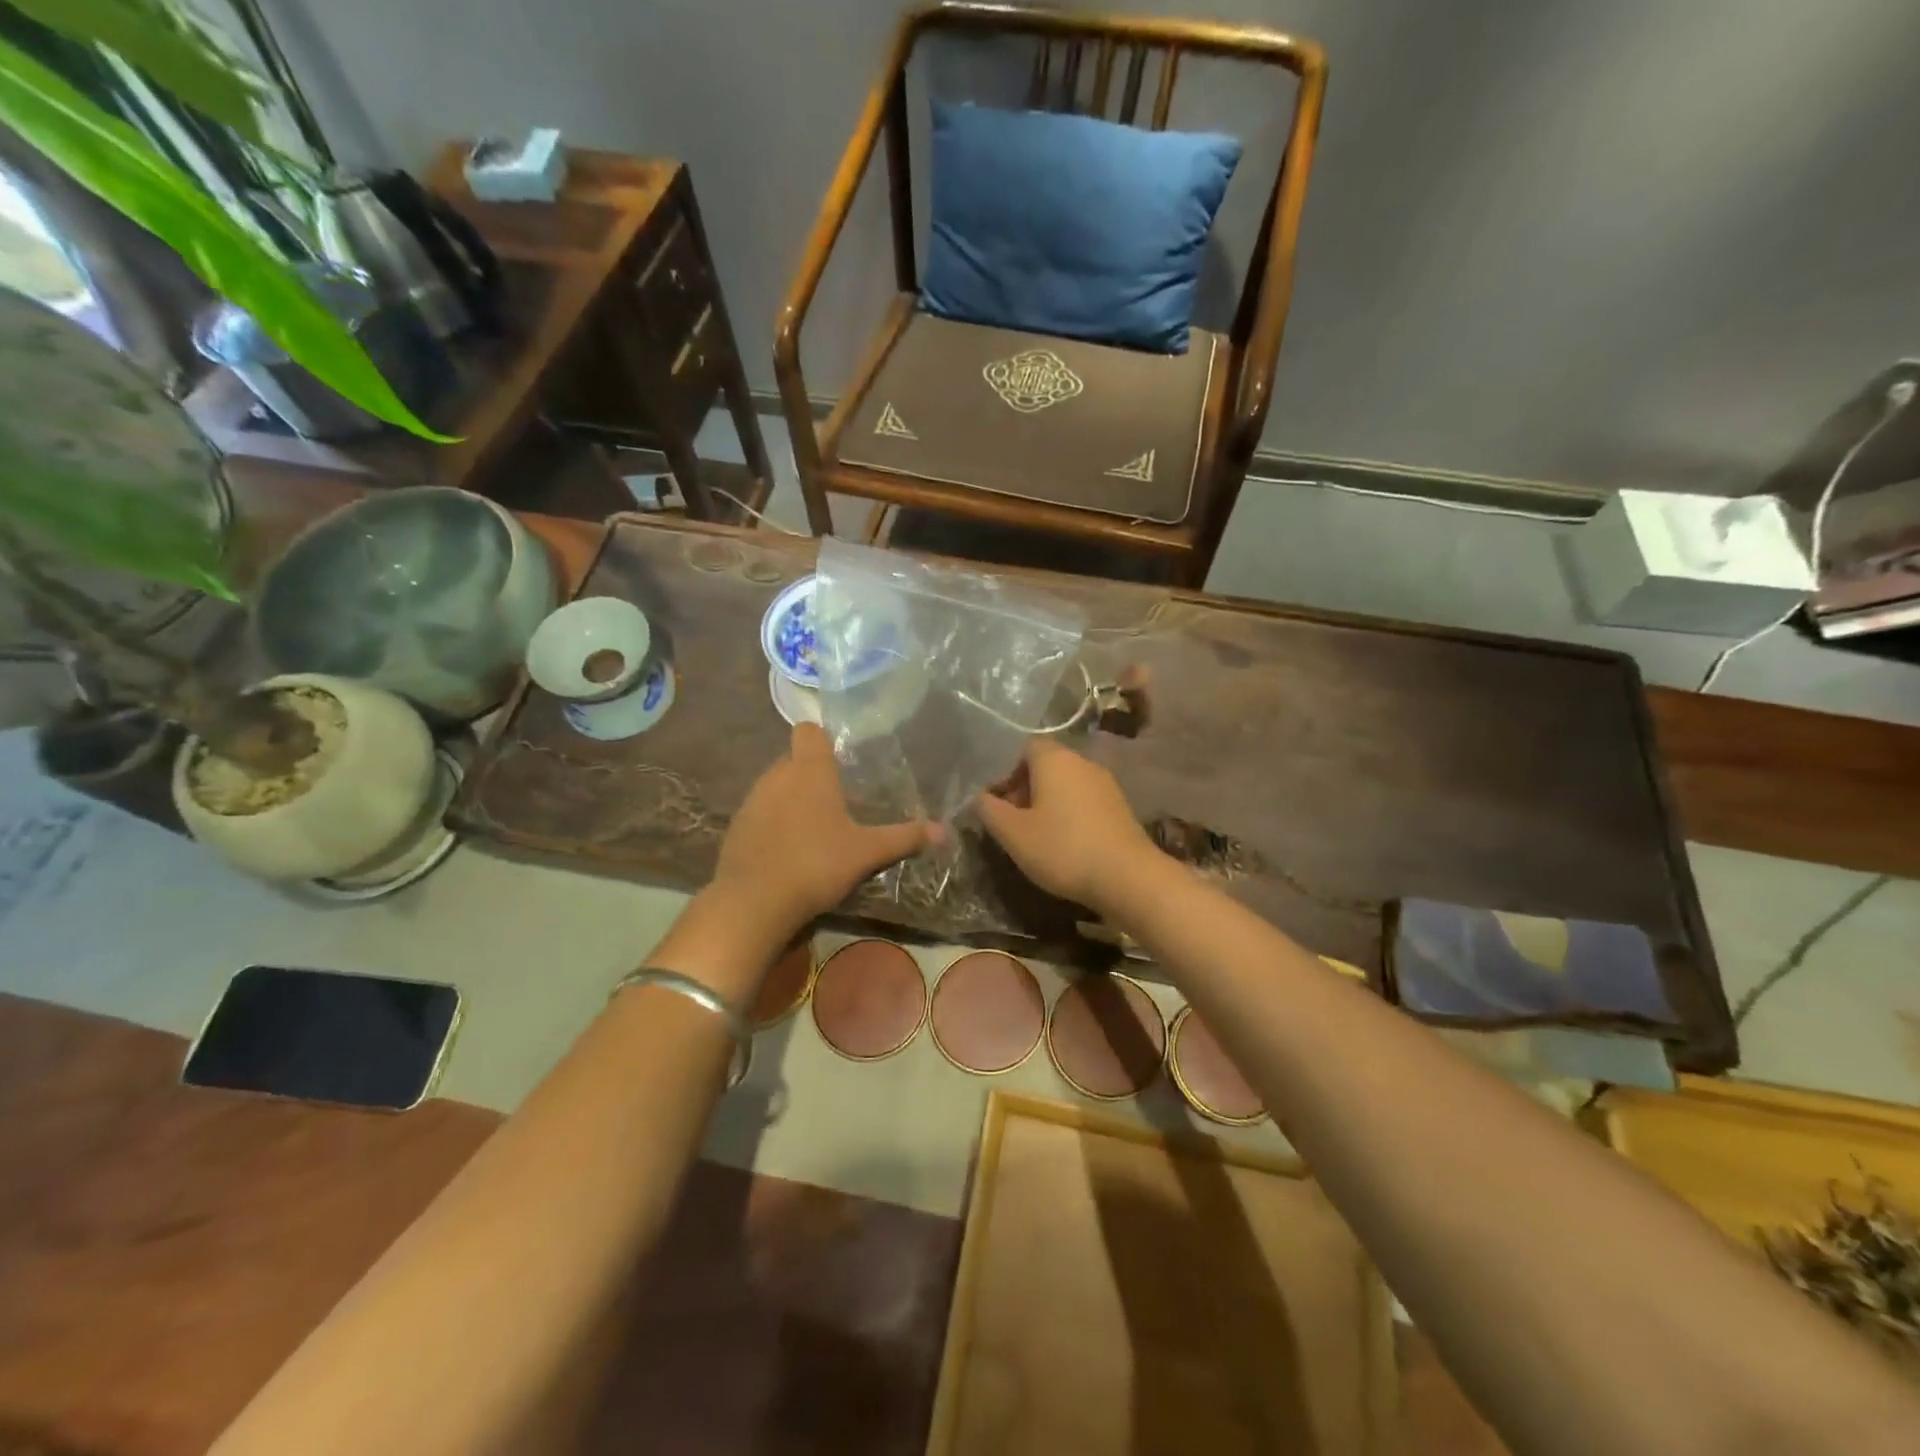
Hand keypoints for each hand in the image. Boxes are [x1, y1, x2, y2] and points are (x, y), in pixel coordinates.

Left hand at [713, 724, 938, 935]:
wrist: (754, 902)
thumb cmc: (817, 863)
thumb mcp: (868, 852)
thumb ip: (904, 837)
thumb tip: (944, 831)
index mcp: (809, 770)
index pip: (808, 730)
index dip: (823, 737)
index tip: (841, 756)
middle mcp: (777, 776)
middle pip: (794, 758)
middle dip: (813, 772)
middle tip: (839, 797)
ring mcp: (752, 801)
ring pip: (776, 786)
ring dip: (793, 798)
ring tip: (817, 826)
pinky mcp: (736, 827)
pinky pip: (761, 813)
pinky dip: (775, 822)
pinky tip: (790, 849)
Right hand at [974, 737, 1156, 910]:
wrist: (1128, 877)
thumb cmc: (1063, 849)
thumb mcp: (1013, 833)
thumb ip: (989, 810)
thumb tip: (978, 797)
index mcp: (1054, 759)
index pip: (1023, 747)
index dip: (1004, 770)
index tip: (995, 800)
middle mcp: (1082, 762)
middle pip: (1044, 765)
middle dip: (1023, 788)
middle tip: (1009, 821)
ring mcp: (1105, 783)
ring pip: (1064, 783)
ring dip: (1045, 803)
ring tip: (1033, 835)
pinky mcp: (1118, 806)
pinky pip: (1083, 800)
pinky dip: (1067, 813)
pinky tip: (1062, 843)